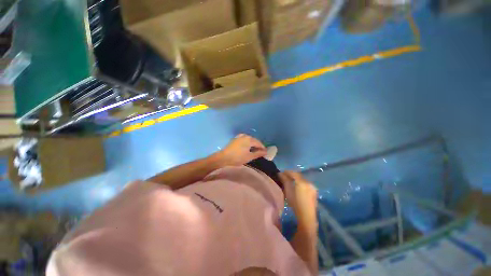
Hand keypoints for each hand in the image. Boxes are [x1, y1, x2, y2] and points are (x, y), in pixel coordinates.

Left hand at [216, 134, 266, 166]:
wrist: (223, 157)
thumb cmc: (238, 158)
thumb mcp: (249, 157)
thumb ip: (258, 153)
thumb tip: (265, 152)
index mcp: (249, 139)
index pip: (259, 143)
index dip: (263, 148)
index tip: (265, 153)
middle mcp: (245, 136)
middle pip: (254, 140)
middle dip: (258, 146)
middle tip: (260, 152)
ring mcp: (239, 136)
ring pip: (249, 140)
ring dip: (252, 144)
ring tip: (253, 150)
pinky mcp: (235, 139)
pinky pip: (244, 140)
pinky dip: (247, 143)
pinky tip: (246, 147)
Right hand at [279, 171, 317, 232]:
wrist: (307, 218)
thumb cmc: (295, 204)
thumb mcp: (288, 191)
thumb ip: (285, 180)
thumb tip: (280, 173)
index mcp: (302, 182)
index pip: (294, 173)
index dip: (287, 172)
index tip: (281, 173)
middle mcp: (309, 183)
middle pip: (299, 176)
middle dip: (291, 175)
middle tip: (284, 176)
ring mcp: (312, 188)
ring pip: (302, 180)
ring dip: (295, 179)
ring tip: (289, 181)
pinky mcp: (314, 192)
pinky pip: (305, 184)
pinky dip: (300, 183)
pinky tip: (296, 186)